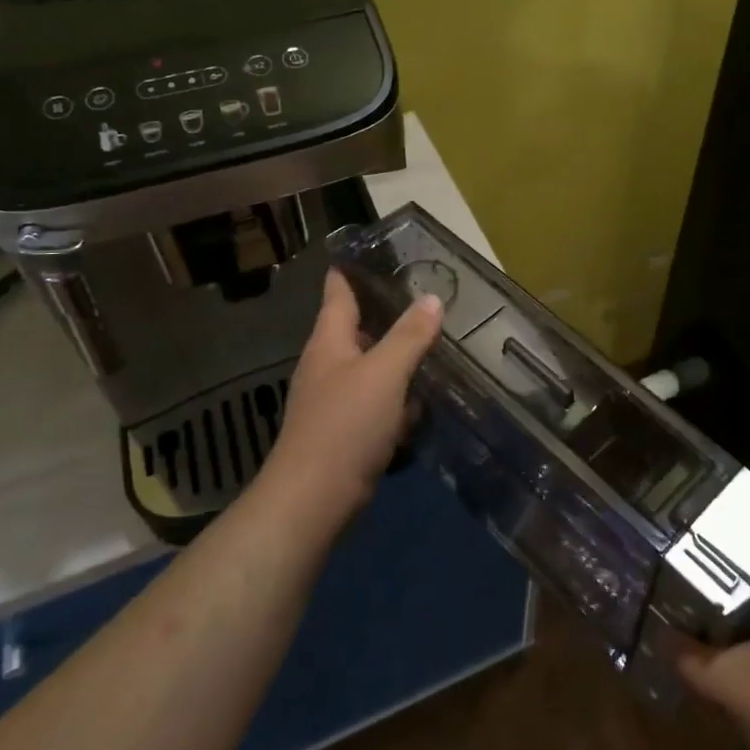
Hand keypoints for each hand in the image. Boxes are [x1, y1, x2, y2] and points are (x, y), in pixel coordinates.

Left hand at [259, 270, 443, 526]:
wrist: (314, 500)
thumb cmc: (345, 425)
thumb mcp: (384, 373)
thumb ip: (410, 335)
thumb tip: (432, 298)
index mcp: (328, 340)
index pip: (337, 290)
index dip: (353, 267)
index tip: (378, 249)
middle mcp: (327, 363)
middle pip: (357, 326)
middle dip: (387, 310)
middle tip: (426, 294)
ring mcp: (334, 398)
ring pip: (370, 364)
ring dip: (397, 354)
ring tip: (434, 340)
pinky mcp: (346, 429)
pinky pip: (376, 399)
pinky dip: (397, 394)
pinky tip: (424, 397)